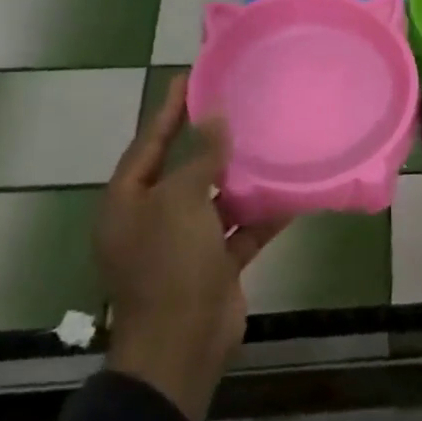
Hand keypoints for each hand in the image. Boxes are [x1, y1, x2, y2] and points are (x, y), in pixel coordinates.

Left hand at [97, 73, 283, 420]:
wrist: (181, 344)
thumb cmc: (169, 266)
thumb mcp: (180, 202)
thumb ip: (199, 158)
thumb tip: (215, 119)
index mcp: (129, 201)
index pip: (150, 142)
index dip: (171, 109)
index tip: (192, 76)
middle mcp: (153, 217)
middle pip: (184, 168)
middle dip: (211, 140)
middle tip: (239, 102)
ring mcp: (185, 242)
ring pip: (216, 197)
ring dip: (241, 176)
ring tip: (270, 140)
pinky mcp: (215, 262)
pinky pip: (241, 227)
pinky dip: (263, 213)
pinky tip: (292, 192)